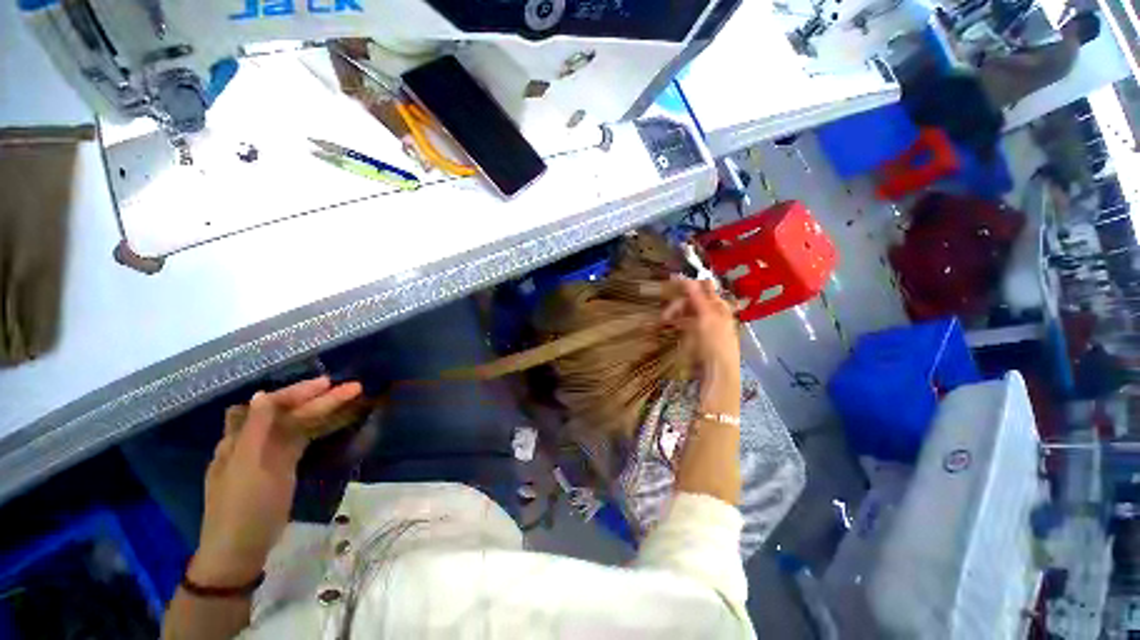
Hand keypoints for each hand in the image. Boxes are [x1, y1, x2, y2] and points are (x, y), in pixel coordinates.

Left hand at [190, 377, 362, 586]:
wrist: (241, 549)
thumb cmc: (242, 508)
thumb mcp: (246, 468)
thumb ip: (255, 430)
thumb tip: (262, 394)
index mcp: (240, 438)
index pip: (271, 405)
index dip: (298, 392)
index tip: (327, 384)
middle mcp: (256, 440)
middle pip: (290, 412)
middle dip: (320, 399)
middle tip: (353, 388)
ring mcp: (271, 453)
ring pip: (301, 424)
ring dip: (325, 410)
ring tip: (352, 399)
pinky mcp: (285, 465)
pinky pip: (305, 438)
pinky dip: (321, 427)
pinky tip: (336, 420)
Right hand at [663, 277, 739, 379]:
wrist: (718, 372)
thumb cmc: (715, 343)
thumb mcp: (706, 317)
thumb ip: (696, 296)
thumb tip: (686, 276)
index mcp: (719, 306)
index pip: (703, 288)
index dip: (688, 284)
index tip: (671, 282)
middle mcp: (713, 312)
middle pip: (693, 300)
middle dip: (678, 303)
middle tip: (665, 313)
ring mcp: (705, 324)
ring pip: (687, 311)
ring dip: (675, 313)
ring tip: (664, 320)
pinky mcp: (698, 335)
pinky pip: (685, 323)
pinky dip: (677, 322)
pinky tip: (669, 325)